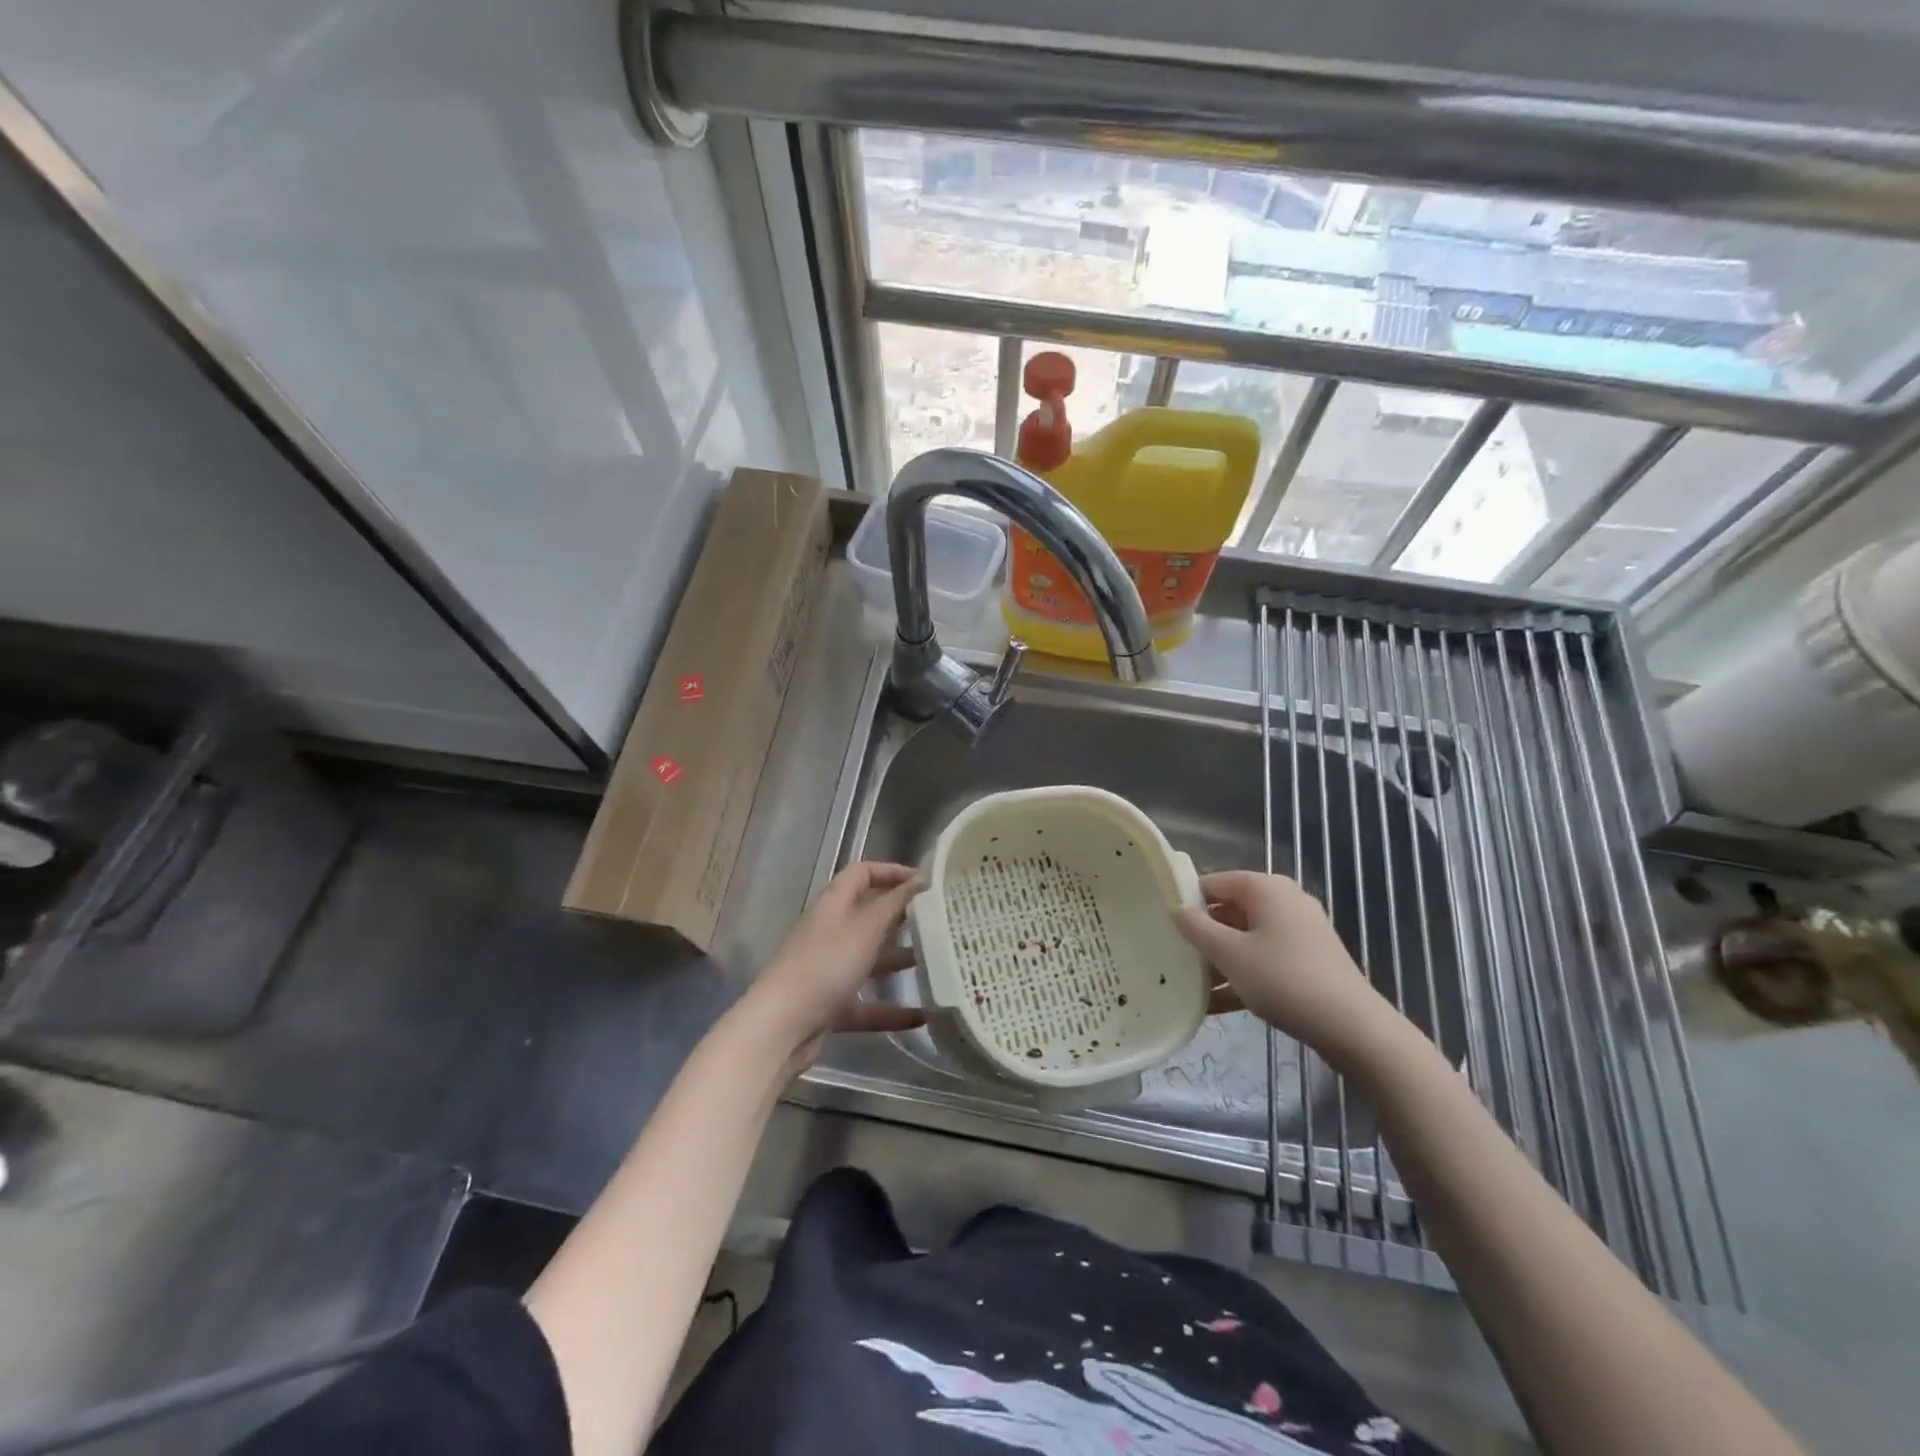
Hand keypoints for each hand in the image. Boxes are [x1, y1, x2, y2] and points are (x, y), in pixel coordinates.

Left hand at [750, 862, 927, 1073]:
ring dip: (900, 960)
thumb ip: (895, 903)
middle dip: (902, 917)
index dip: (891, 872)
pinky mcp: (831, 1006)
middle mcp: (831, 932)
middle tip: (939, 922)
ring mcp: (829, 970)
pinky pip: (867, 1003)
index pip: (862, 874)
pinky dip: (892, 1009)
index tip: (924, 883)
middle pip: (869, 916)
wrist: (781, 1027)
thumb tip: (921, 880)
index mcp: (834, 905)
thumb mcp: (865, 928)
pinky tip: (923, 1016)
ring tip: (938, 963)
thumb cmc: (825, 965)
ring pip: (870, 959)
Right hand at [1175, 871, 1409, 1074]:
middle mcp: (1284, 901)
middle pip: (1229, 911)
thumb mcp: (1230, 955)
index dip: (1186, 902)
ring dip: (1219, 961)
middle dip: (1202, 935)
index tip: (1163, 927)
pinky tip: (1215, 1005)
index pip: (1213, 882)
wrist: (1353, 1028)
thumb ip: (1197, 929)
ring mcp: (1299, 932)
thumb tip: (1177, 910)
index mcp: (1266, 888)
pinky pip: (1264, 959)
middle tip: (1173, 958)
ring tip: (1188, 986)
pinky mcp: (1308, 961)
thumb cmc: (1284, 979)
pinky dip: (1242, 976)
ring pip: (1245, 938)